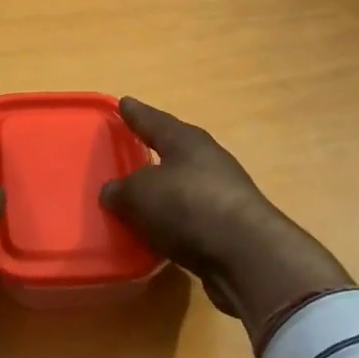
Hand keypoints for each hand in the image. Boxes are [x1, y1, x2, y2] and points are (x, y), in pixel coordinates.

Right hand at [100, 97, 354, 353]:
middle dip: (154, 150)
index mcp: (186, 141)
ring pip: (184, 185)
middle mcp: (208, 160)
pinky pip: (191, 216)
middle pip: (175, 150)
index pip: (154, 121)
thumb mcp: (140, 195)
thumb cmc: (188, 207)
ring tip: (140, 196)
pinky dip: (174, 220)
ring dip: (165, 190)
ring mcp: (223, 193)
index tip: (124, 102)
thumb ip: (121, 190)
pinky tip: (159, 231)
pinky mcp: (229, 226)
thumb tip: (112, 191)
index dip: (136, 114)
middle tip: (132, 148)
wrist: (246, 255)